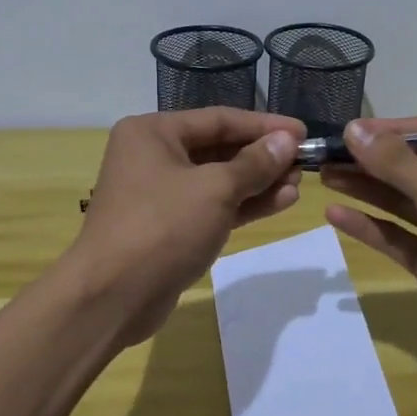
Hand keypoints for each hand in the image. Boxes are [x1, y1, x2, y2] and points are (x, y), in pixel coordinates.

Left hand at [67, 108, 306, 346]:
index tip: (303, 131)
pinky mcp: (169, 227)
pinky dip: (243, 205)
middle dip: (262, 156)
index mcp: (153, 132)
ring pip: (218, 180)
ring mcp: (160, 194)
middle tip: (304, 162)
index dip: (264, 125)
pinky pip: (212, 206)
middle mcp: (153, 156)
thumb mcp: (215, 189)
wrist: (112, 296)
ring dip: (258, 182)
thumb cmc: (163, 227)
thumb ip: (254, 163)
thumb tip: (287, 140)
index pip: (219, 119)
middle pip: (218, 148)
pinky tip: (280, 202)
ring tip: (298, 184)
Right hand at [321, 116, 416, 368]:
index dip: (391, 130)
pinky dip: (369, 225)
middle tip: (326, 155)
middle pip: (413, 166)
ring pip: (401, 200)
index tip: (349, 131)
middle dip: (371, 160)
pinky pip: (397, 235)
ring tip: (323, 176)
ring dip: (365, 188)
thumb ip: (397, 163)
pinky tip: (335, 215)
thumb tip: (354, 128)